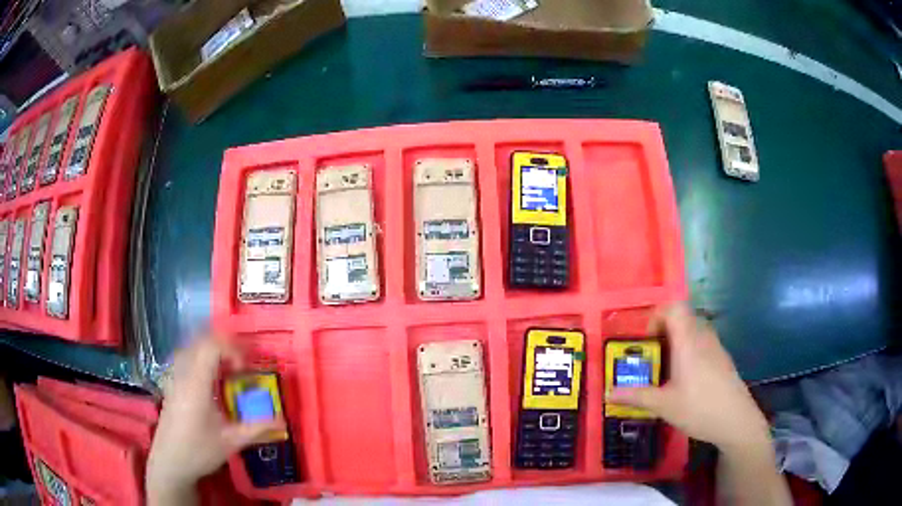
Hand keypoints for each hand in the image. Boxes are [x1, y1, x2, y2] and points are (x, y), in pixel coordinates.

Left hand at [147, 335, 284, 503]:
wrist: (169, 462)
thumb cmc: (199, 452)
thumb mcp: (230, 442)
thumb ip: (256, 428)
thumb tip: (282, 420)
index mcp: (196, 385)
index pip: (211, 346)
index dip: (232, 349)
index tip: (246, 368)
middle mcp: (183, 374)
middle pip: (201, 341)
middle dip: (225, 346)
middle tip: (242, 364)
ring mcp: (174, 377)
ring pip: (191, 347)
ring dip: (212, 350)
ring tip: (229, 369)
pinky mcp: (172, 383)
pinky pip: (186, 357)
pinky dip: (201, 358)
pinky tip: (211, 379)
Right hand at [607, 303, 769, 451]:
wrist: (736, 420)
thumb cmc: (699, 408)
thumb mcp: (663, 406)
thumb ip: (636, 396)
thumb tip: (608, 393)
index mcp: (688, 341)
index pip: (674, 307)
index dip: (657, 314)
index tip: (645, 337)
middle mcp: (703, 337)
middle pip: (683, 318)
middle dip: (663, 331)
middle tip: (650, 355)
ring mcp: (716, 347)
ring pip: (693, 331)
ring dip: (677, 341)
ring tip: (664, 368)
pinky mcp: (722, 359)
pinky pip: (702, 343)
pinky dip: (689, 351)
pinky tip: (685, 379)